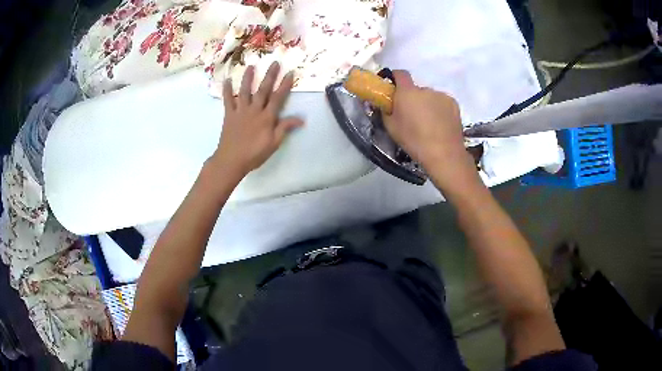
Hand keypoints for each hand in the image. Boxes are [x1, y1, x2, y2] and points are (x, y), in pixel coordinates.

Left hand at [210, 62, 303, 177]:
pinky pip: (228, 100)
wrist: (231, 160)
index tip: (290, 73)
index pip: (278, 98)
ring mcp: (240, 111)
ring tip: (251, 66)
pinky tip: (227, 80)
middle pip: (263, 90)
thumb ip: (285, 128)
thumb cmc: (254, 154)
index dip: (285, 85)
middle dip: (270, 76)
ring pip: (245, 91)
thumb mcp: (274, 143)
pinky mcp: (229, 114)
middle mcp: (254, 110)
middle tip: (275, 62)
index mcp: (267, 117)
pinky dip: (227, 90)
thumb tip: (301, 119)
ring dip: (249, 78)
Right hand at [383, 70, 479, 192]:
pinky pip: (442, 103)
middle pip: (416, 89)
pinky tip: (440, 125)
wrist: (444, 154)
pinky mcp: (454, 104)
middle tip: (412, 115)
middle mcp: (425, 89)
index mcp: (408, 92)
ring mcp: (442, 96)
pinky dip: (439, 110)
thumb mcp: (391, 127)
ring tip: (428, 123)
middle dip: (412, 98)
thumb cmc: (414, 140)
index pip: (400, 73)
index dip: (395, 78)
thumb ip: (385, 109)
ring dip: (427, 104)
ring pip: (430, 97)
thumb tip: (383, 102)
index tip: (393, 89)